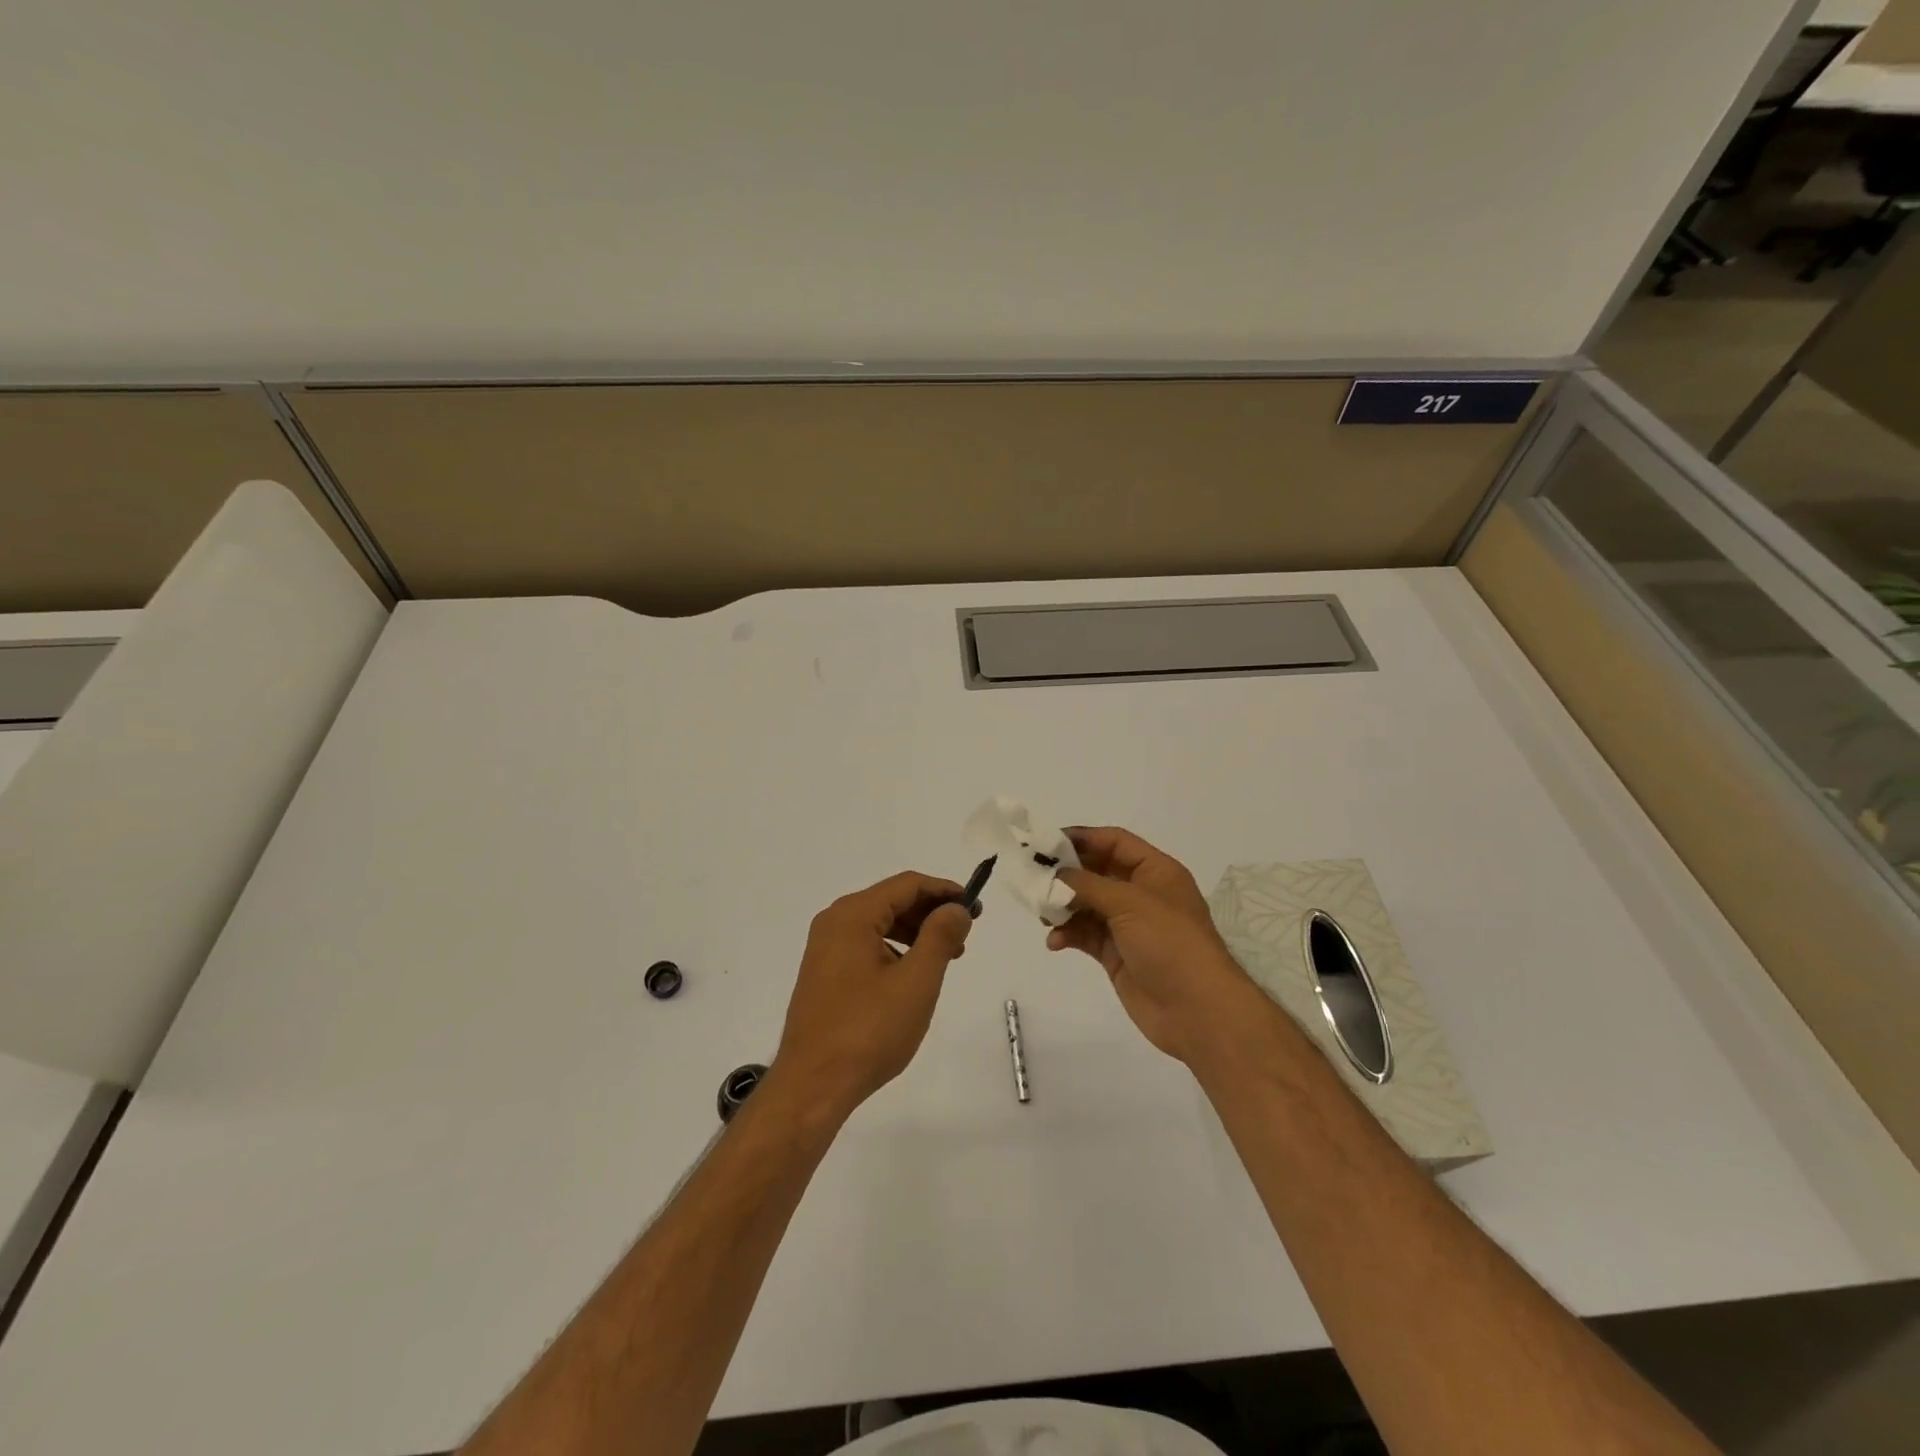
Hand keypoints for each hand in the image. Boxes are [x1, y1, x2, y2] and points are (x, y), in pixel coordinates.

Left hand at [771, 872, 973, 1123]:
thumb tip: (956, 907)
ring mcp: (825, 949)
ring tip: (947, 957)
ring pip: (880, 924)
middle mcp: (834, 922)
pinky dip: (895, 950)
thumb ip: (940, 936)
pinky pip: (866, 945)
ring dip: (916, 932)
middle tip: (965, 934)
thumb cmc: (868, 1031)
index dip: (944, 890)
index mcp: (853, 915)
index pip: (907, 885)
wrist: (813, 1086)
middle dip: (931, 912)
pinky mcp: (824, 973)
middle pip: (892, 900)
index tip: (975, 906)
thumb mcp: (916, 981)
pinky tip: (913, 975)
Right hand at [1047, 827, 1258, 1065]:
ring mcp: (1128, 926)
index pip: (1115, 843)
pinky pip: (1085, 934)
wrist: (1197, 1010)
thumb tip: (1057, 875)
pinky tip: (1055, 941)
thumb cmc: (1170, 943)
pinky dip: (1068, 934)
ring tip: (1043, 913)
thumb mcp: (1130, 903)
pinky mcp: (1116, 954)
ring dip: (1063, 906)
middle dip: (1067, 874)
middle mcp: (1142, 894)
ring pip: (1087, 904)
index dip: (1084, 838)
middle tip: (1033, 876)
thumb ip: (1089, 884)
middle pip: (1098, 872)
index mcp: (1155, 872)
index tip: (1047, 843)